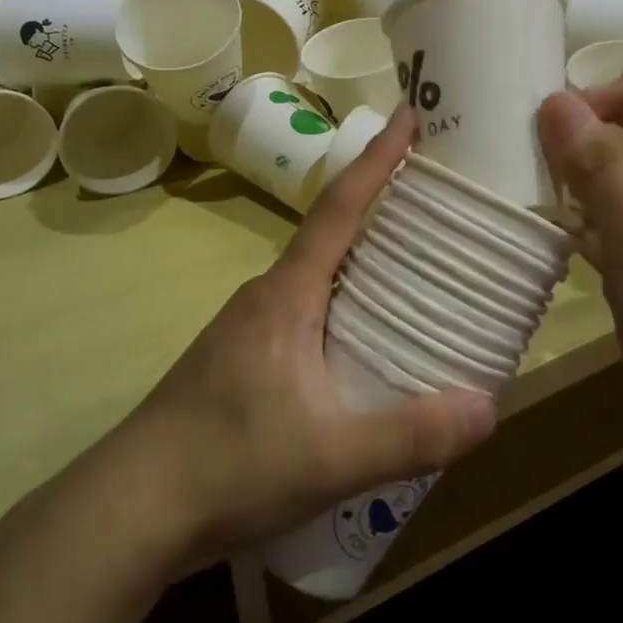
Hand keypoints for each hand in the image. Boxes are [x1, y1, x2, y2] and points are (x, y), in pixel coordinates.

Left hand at [122, 109, 496, 568]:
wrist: (133, 506)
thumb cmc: (229, 464)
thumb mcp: (331, 458)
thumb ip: (409, 436)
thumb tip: (489, 408)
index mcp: (288, 294)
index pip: (339, 208)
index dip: (377, 160)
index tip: (408, 116)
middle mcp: (267, 295)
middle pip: (331, 233)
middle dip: (380, 205)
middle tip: (435, 197)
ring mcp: (249, 326)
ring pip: (317, 274)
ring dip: (361, 258)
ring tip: (415, 268)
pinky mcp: (242, 357)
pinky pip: (306, 309)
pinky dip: (343, 302)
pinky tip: (365, 341)